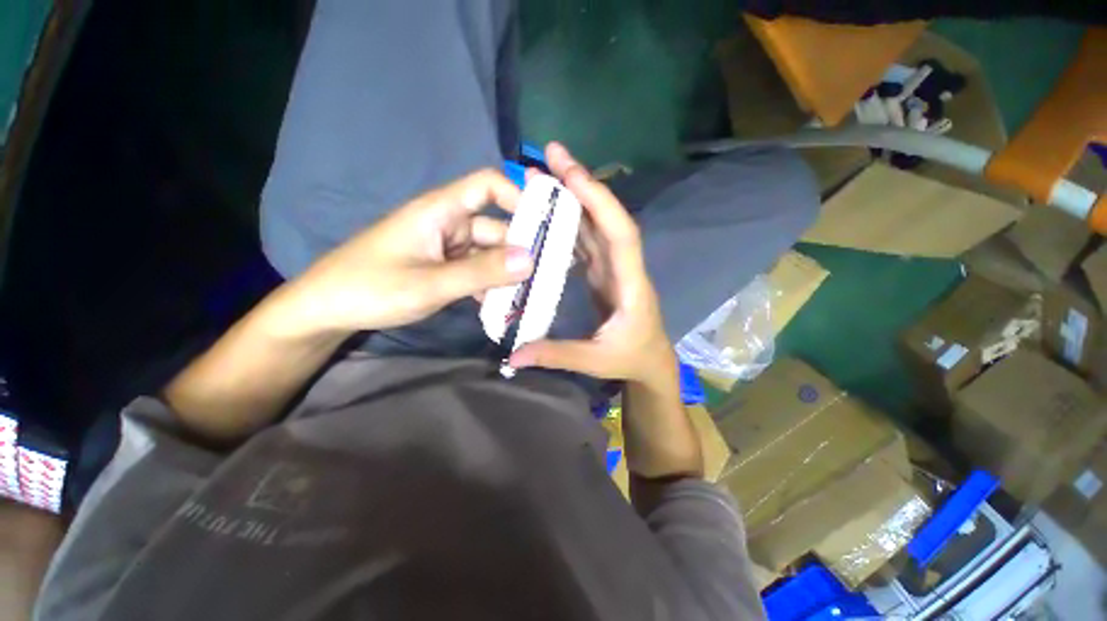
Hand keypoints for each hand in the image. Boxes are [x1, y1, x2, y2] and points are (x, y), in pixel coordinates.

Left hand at [277, 169, 533, 337]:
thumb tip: (530, 259)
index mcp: (440, 211)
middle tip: (547, 272)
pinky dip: (490, 284)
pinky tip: (500, 303)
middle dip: (520, 248)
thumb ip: (481, 272)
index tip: (544, 224)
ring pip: (488, 253)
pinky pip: (476, 270)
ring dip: (506, 272)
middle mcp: (447, 224)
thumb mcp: (430, 283)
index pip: (487, 185)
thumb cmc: (371, 288)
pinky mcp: (443, 268)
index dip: (517, 196)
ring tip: (530, 293)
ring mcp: (446, 248)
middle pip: (495, 226)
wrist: (327, 310)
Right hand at [509, 143, 673, 382]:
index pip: (620, 234)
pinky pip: (587, 240)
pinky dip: (570, 222)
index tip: (571, 174)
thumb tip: (513, 355)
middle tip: (551, 155)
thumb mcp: (595, 361)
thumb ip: (555, 355)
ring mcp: (613, 267)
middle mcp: (623, 266)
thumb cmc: (632, 359)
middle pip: (607, 219)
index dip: (599, 202)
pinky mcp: (602, 272)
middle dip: (582, 184)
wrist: (651, 362)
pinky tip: (549, 212)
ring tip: (542, 177)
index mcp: (630, 284)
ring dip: (573, 198)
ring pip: (595, 225)